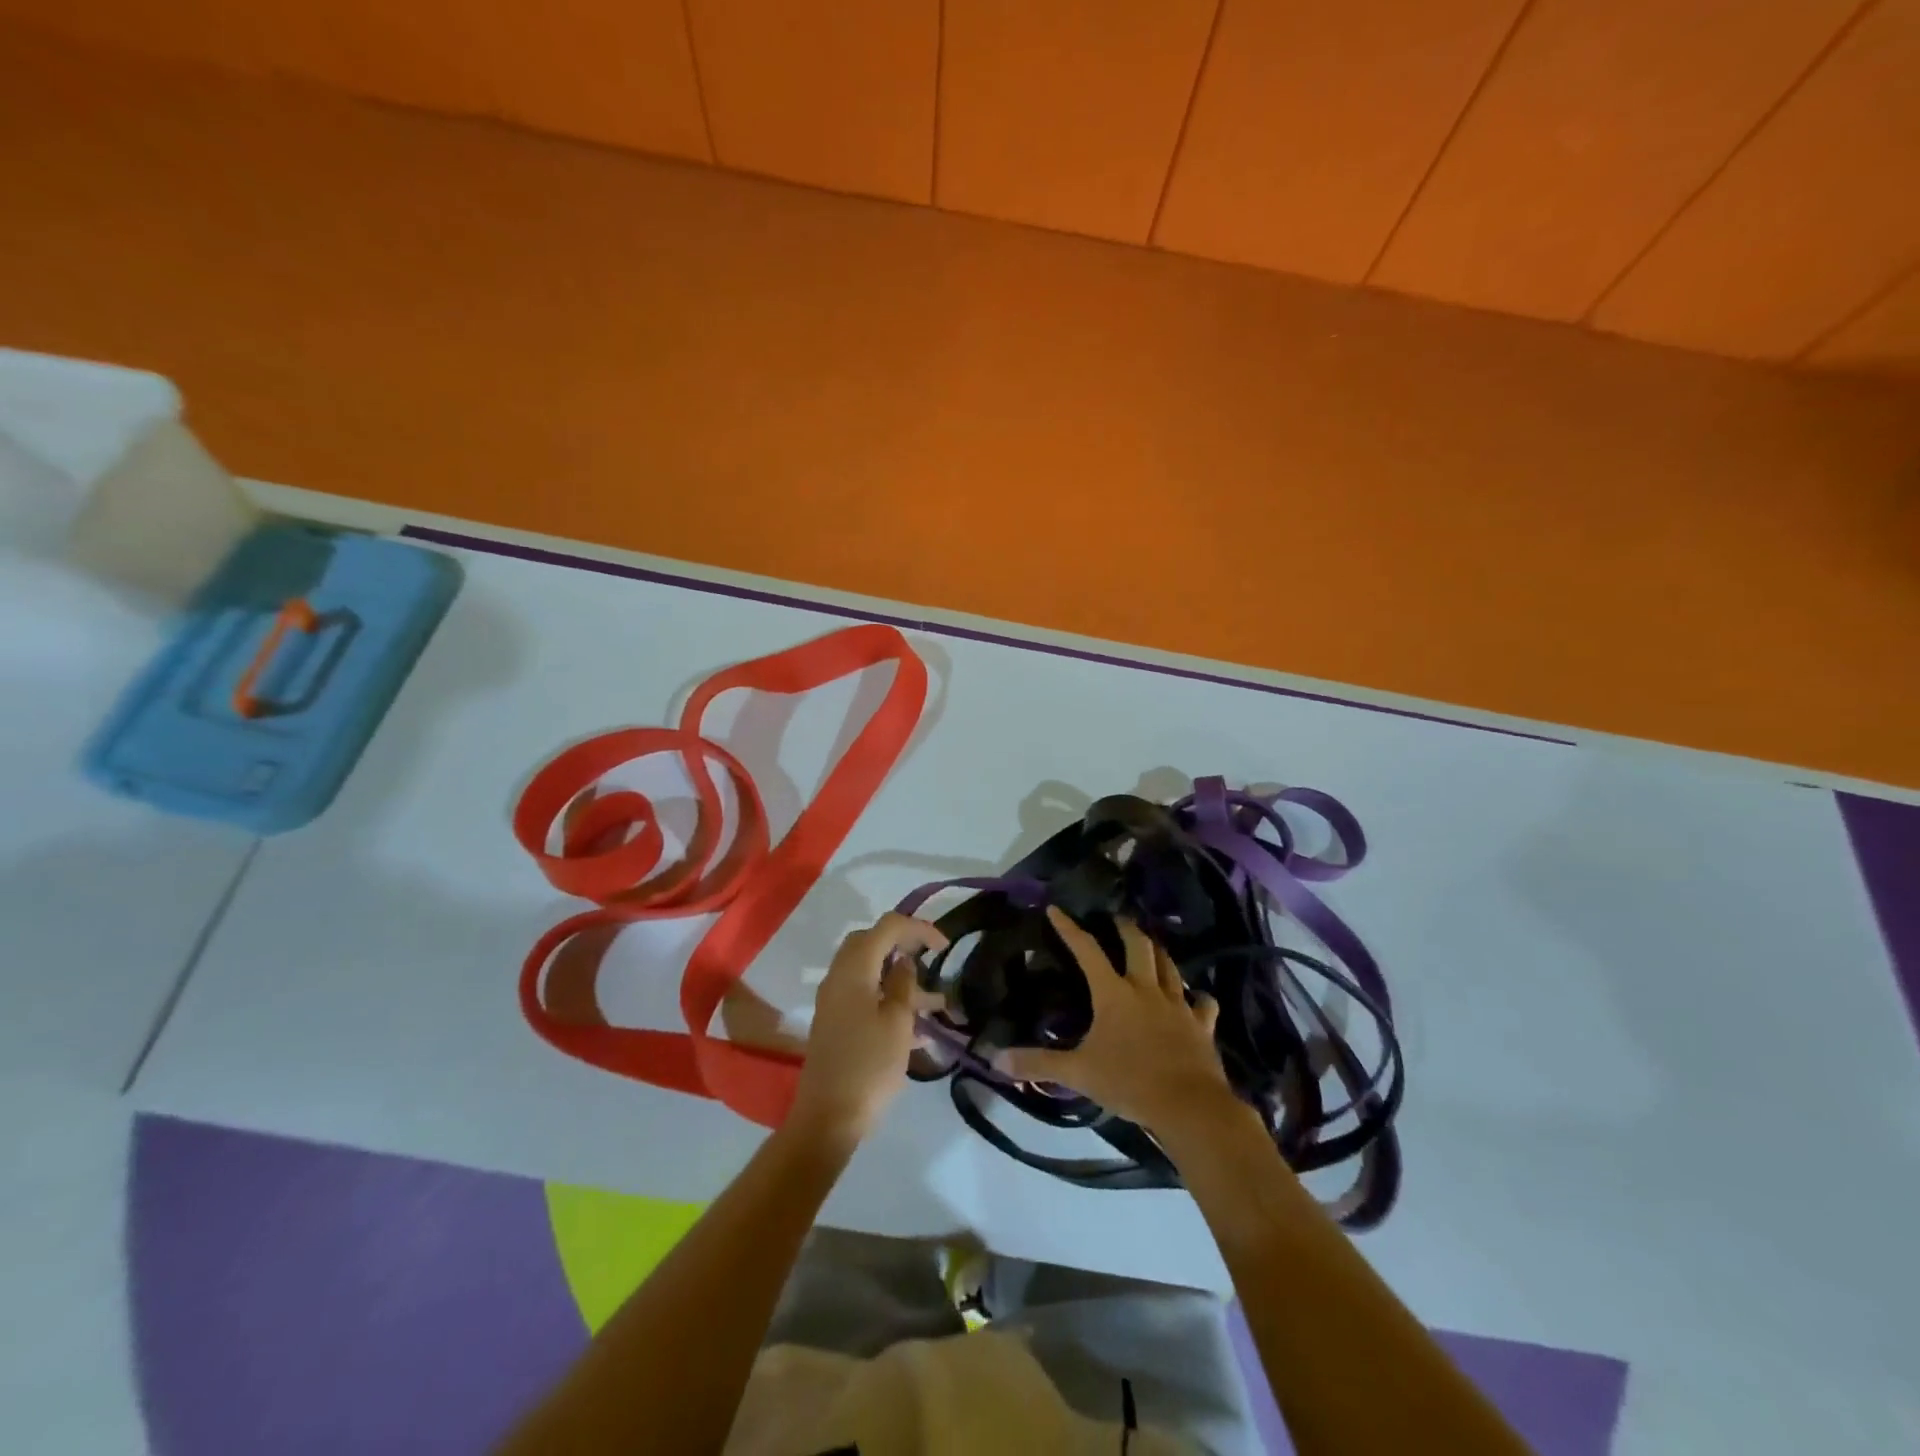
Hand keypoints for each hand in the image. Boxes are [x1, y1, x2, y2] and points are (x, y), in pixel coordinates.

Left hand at [788, 912, 947, 1149]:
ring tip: (937, 1002)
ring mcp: (834, 1001)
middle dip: (904, 944)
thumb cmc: (868, 1066)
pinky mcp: (836, 1023)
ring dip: (901, 978)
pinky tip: (918, 1029)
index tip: (945, 946)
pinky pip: (865, 996)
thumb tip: (904, 961)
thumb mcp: (897, 1022)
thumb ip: (903, 984)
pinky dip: (889, 999)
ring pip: (870, 972)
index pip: (887, 927)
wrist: (828, 1118)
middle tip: (931, 958)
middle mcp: (839, 977)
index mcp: (854, 969)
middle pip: (871, 942)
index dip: (918, 928)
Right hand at [998, 907, 1239, 1137]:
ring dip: (1159, 953)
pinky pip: (1202, 1004)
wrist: (1189, 1106)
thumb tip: (994, 1058)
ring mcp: (1178, 1005)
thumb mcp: (1078, 1073)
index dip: (1070, 929)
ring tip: (1152, 946)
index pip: (1087, 951)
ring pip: (1170, 967)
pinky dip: (1198, 998)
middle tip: (1118, 918)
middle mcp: (1146, 989)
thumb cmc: (1129, 1083)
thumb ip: (1037, 1064)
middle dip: (1126, 927)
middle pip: (1138, 945)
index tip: (1057, 909)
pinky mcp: (1202, 1025)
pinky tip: (1196, 998)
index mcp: (1114, 994)